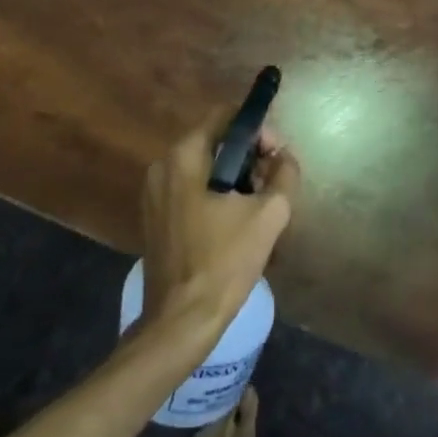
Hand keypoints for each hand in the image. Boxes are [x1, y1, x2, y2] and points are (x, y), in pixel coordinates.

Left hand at [141, 107, 300, 344]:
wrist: (181, 320)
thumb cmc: (224, 261)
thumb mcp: (268, 215)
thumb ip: (284, 175)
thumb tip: (284, 157)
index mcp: (185, 156)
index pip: (225, 116)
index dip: (257, 129)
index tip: (276, 155)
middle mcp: (163, 166)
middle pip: (214, 142)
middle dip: (248, 157)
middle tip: (272, 184)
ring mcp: (153, 193)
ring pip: (203, 168)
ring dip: (233, 178)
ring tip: (258, 207)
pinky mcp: (154, 217)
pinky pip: (190, 190)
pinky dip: (214, 196)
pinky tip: (234, 224)